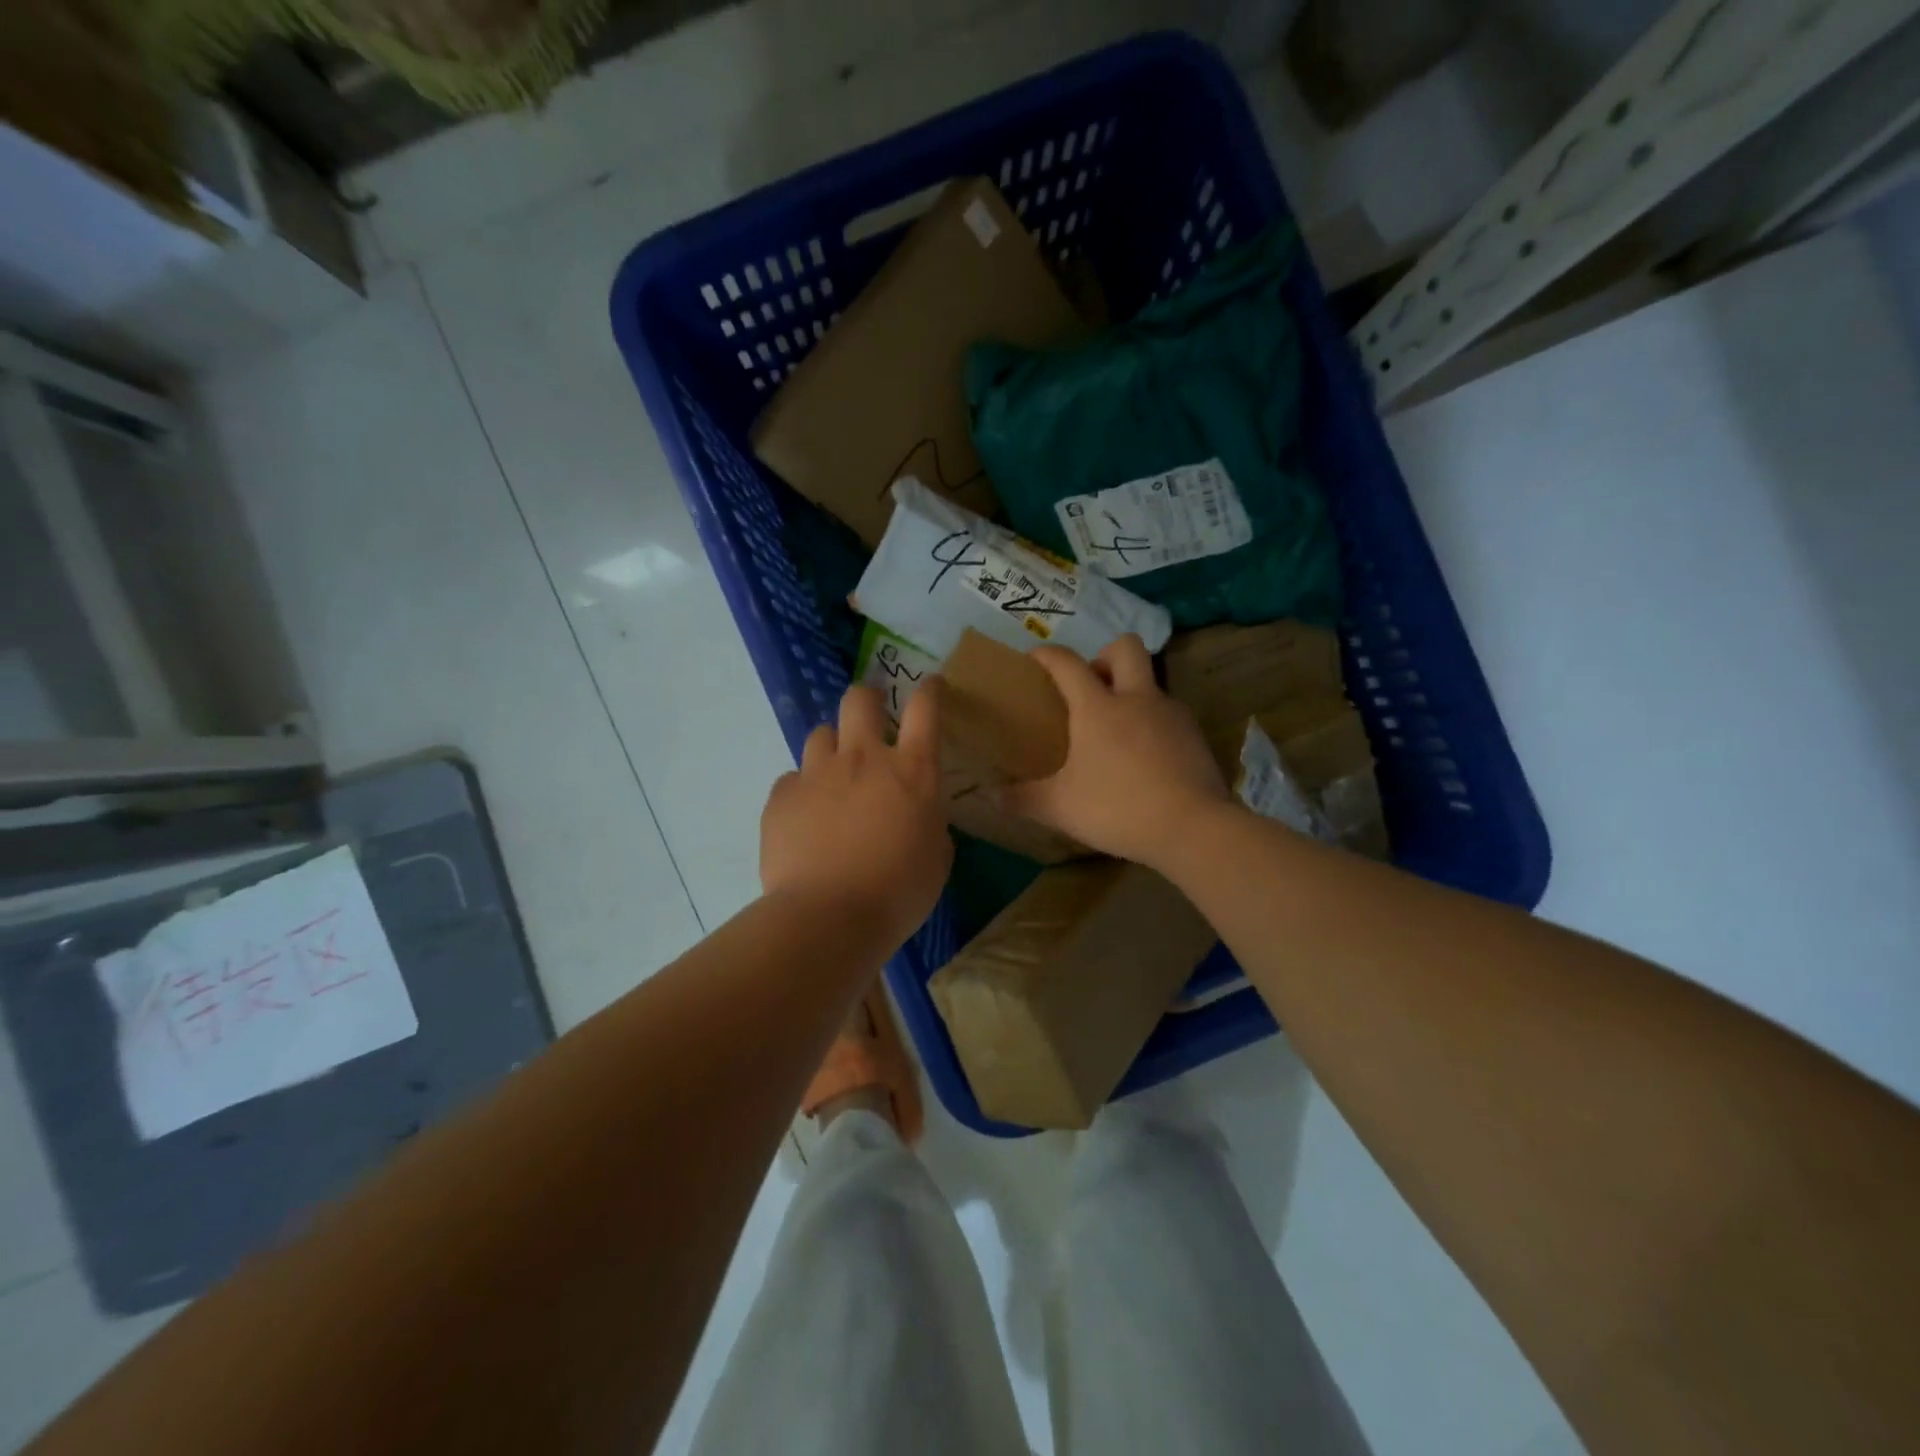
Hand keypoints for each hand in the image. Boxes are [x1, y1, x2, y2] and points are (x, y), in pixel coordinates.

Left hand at [760, 679, 953, 952]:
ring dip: (832, 749)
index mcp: (912, 771)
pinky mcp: (782, 796)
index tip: (929, 685)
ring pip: (821, 734)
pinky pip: (793, 779)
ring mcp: (817, 773)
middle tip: (870, 718)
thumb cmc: (898, 893)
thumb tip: (917, 813)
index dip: (928, 690)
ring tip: (834, 778)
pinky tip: (806, 819)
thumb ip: (929, 822)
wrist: (828, 918)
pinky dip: (803, 791)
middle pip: (860, 699)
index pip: (924, 708)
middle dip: (867, 700)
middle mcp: (863, 758)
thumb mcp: (936, 857)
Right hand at [1002, 635, 1231, 867]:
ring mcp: (1171, 714)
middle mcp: (1136, 699)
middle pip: (1125, 647)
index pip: (1068, 663)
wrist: (1193, 828)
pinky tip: (1146, 756)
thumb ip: (1025, 799)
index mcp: (1098, 707)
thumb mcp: (1061, 808)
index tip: (1036, 658)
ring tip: (1118, 730)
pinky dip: (1153, 723)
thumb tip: (994, 797)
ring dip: (1132, 692)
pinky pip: (1169, 714)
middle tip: (1090, 687)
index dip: (1048, 655)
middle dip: (1104, 656)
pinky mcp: (1196, 736)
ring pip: (1151, 682)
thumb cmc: (1118, 808)